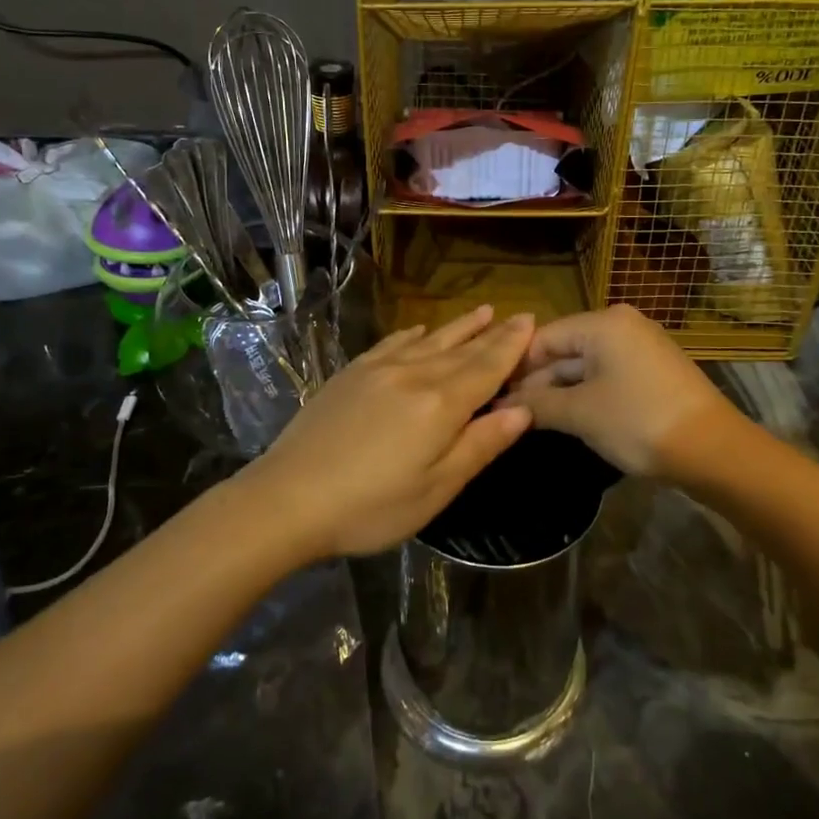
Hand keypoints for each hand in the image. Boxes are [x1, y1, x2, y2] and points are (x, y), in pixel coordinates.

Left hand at [247, 306, 536, 559]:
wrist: (287, 498)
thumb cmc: (370, 507)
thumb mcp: (436, 489)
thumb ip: (480, 445)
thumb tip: (522, 410)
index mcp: (441, 404)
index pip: (487, 367)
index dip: (511, 345)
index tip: (530, 321)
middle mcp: (414, 375)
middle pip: (462, 349)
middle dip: (492, 332)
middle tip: (516, 314)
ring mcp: (379, 369)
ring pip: (430, 340)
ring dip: (459, 327)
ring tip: (481, 311)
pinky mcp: (352, 373)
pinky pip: (392, 343)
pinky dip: (413, 334)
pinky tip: (420, 330)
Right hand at [501, 304, 737, 476]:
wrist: (714, 451)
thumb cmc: (638, 422)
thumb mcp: (580, 413)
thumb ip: (538, 404)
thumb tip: (503, 405)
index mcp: (603, 323)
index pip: (543, 337)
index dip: (515, 366)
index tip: (490, 393)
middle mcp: (622, 325)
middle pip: (564, 349)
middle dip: (536, 381)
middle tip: (505, 412)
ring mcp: (641, 347)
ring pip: (585, 365)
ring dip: (558, 391)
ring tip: (529, 419)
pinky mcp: (653, 371)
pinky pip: (607, 375)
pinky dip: (585, 394)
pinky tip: (565, 417)